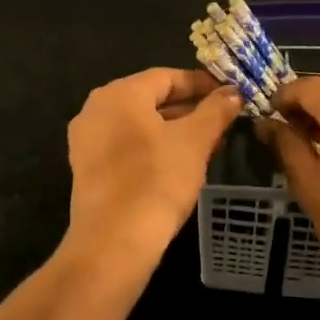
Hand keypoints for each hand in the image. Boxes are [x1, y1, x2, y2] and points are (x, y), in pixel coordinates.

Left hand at [65, 68, 242, 272]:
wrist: (114, 242)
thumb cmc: (156, 181)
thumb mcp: (195, 141)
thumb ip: (215, 111)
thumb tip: (232, 93)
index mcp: (120, 93)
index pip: (167, 77)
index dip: (201, 84)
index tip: (228, 94)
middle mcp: (96, 108)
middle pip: (150, 98)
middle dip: (189, 108)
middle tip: (222, 120)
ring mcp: (87, 139)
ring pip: (139, 124)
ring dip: (173, 129)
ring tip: (207, 143)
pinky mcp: (86, 168)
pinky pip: (125, 145)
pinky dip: (152, 147)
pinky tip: (179, 163)